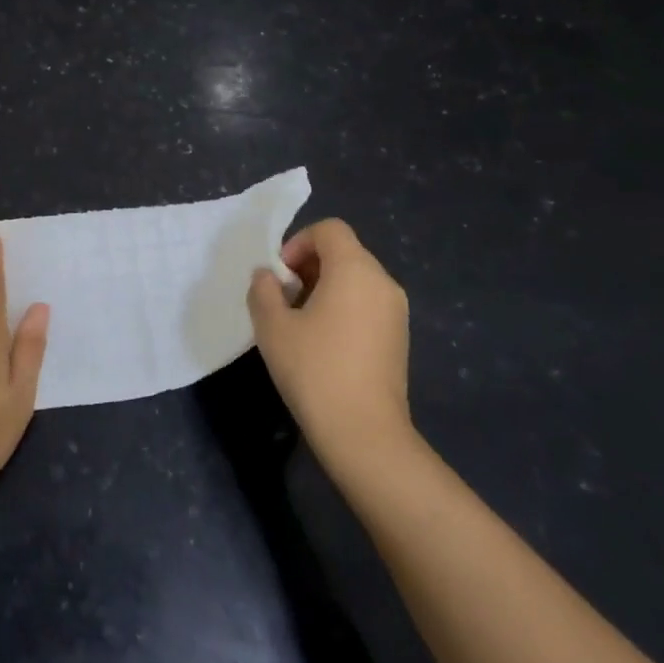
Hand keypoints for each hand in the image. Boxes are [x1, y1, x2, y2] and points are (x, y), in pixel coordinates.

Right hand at [247, 219, 416, 472]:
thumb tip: (268, 276)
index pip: (329, 229)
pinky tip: (322, 341)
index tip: (279, 275)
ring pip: (356, 278)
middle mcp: (383, 281)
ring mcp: (396, 311)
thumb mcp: (272, 326)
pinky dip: (343, 307)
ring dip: (324, 287)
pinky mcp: (399, 337)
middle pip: (344, 251)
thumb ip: (263, 290)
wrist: (364, 432)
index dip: (298, 242)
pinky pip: (367, 303)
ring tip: (299, 321)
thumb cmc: (314, 369)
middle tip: (282, 297)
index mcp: (355, 269)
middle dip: (309, 265)